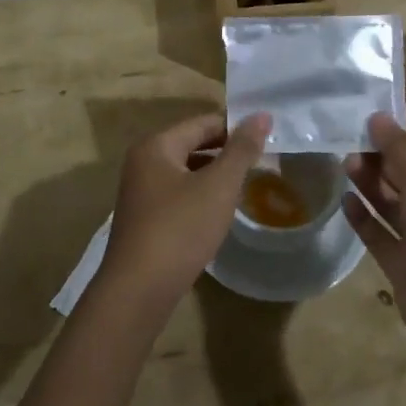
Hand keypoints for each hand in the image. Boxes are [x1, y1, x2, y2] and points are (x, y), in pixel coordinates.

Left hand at [99, 111, 270, 317]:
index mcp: (156, 145)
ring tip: (246, 186)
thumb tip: (261, 115)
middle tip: (262, 163)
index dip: (236, 128)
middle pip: (192, 144)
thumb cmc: (180, 229)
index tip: (267, 139)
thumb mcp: (218, 187)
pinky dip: (200, 196)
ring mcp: (140, 192)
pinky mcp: (144, 219)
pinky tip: (219, 213)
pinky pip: (178, 194)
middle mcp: (143, 162)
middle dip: (226, 152)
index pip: (203, 123)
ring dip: (214, 176)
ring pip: (186, 171)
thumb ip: (242, 150)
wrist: (138, 291)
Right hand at [342, 114, 405, 371]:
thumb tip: (378, 118)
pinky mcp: (404, 266)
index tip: (367, 116)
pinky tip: (345, 199)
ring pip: (392, 203)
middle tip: (347, 138)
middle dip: (381, 156)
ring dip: (370, 182)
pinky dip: (363, 217)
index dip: (402, 132)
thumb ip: (400, 150)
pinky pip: (380, 235)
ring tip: (344, 161)